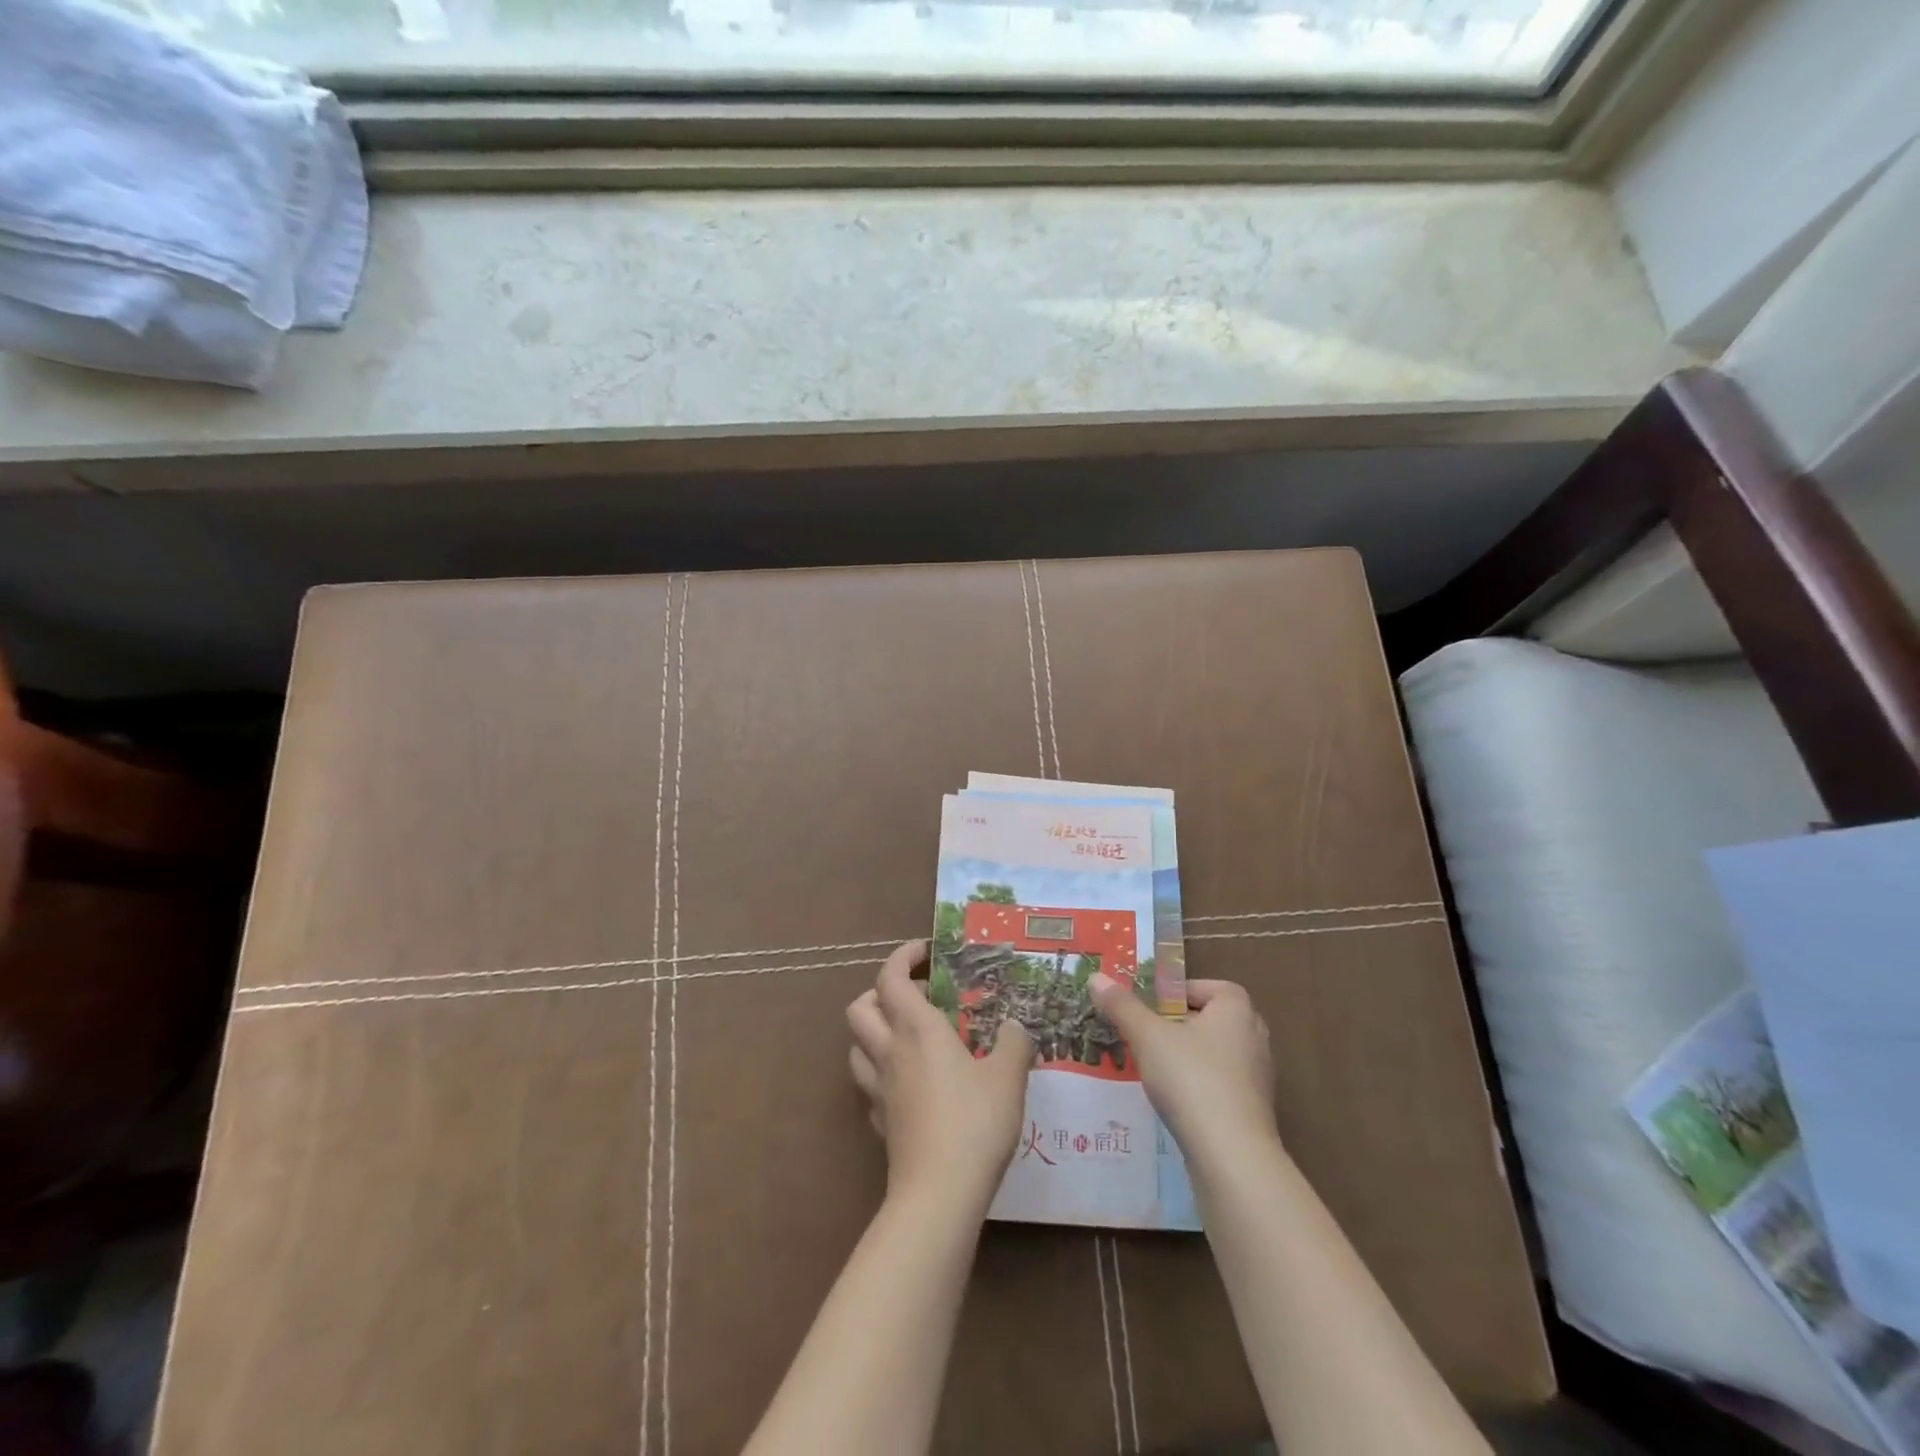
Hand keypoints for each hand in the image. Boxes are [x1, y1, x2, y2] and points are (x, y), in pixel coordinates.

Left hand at [848, 941, 1034, 1211]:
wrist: (939, 1194)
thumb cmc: (975, 1123)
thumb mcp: (1008, 1078)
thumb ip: (1013, 1045)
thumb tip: (1014, 1027)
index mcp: (917, 1029)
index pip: (891, 977)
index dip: (902, 956)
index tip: (925, 951)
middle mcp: (890, 1051)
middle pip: (860, 1007)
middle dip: (880, 992)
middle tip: (916, 996)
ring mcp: (879, 1089)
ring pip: (856, 1046)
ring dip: (874, 1032)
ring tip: (908, 1037)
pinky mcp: (880, 1123)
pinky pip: (869, 1085)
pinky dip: (882, 1073)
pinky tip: (909, 1084)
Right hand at [1088, 974, 1276, 1171]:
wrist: (1231, 1156)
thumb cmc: (1191, 1079)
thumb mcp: (1147, 1036)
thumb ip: (1122, 1006)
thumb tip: (1096, 977)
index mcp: (1237, 1011)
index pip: (1214, 987)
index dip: (1184, 992)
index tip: (1154, 1006)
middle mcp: (1254, 1038)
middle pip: (1216, 1020)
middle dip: (1183, 1024)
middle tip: (1150, 1033)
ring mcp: (1258, 1079)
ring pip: (1219, 1055)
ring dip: (1190, 1057)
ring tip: (1156, 1067)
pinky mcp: (1253, 1113)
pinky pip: (1223, 1086)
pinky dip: (1201, 1087)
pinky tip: (1175, 1101)